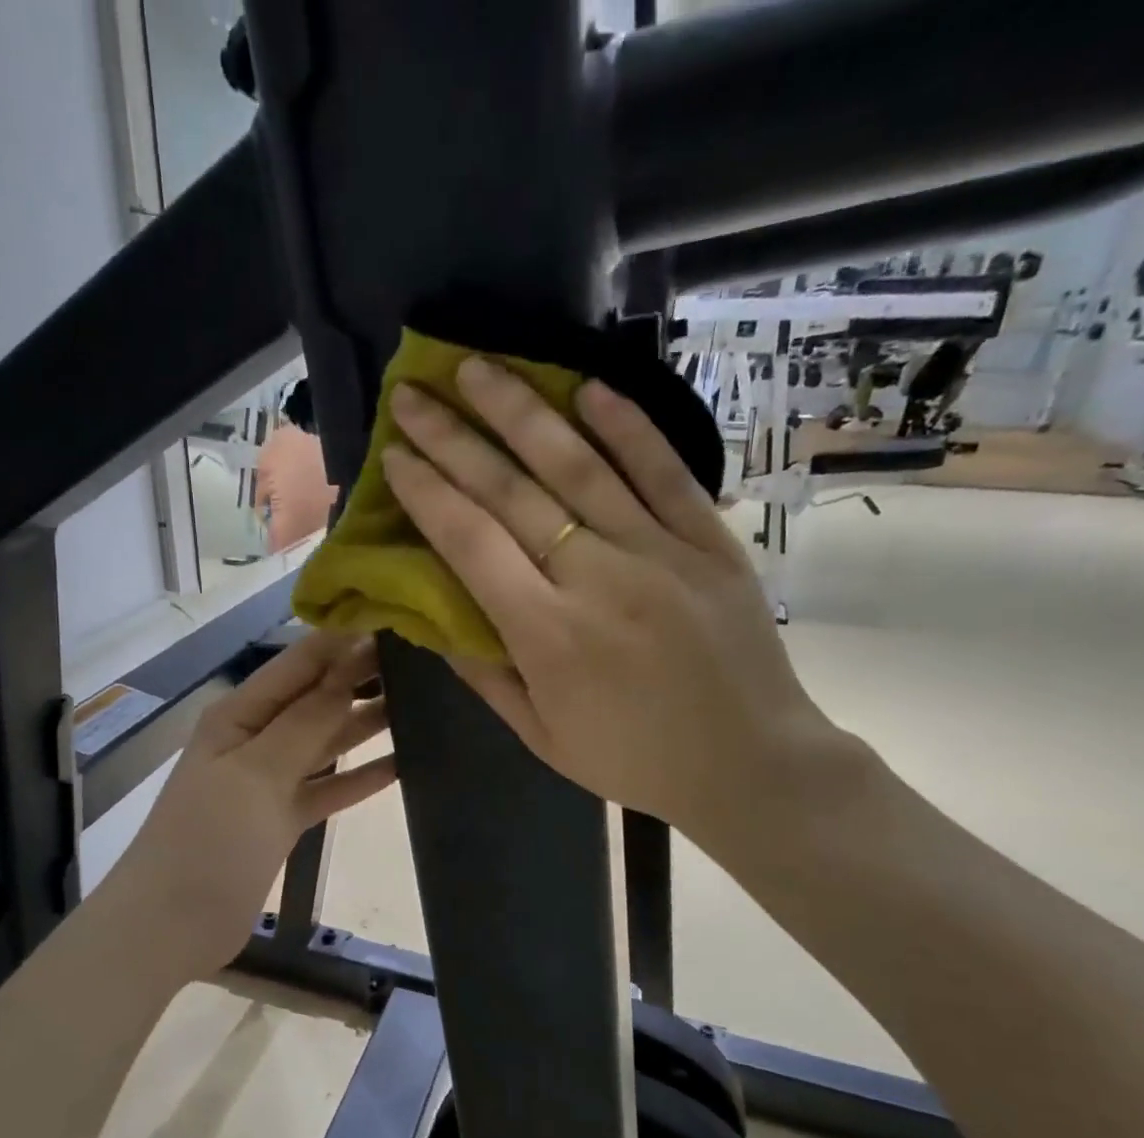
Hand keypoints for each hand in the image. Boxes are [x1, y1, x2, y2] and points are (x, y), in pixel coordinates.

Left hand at [107, 630, 394, 973]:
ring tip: (422, 705)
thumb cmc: (208, 841)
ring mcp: (270, 780)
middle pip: (316, 699)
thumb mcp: (257, 773)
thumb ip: (307, 722)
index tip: (398, 622)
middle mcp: (256, 738)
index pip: (299, 664)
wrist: (171, 926)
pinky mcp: (284, 818)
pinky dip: (359, 776)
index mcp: (239, 714)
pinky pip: (329, 787)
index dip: (344, 642)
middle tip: (425, 663)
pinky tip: (402, 764)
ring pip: (326, 741)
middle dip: (361, 679)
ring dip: (365, 724)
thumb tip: (348, 665)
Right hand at [383, 359, 859, 862]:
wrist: (749, 764)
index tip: (395, 456)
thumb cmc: (633, 760)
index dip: (428, 494)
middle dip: (453, 438)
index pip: (471, 544)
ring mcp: (659, 552)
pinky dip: (627, 425)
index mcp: (547, 636)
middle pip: (512, 493)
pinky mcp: (709, 541)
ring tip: (479, 366)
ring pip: (580, 465)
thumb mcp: (540, 738)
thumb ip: (484, 674)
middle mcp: (596, 579)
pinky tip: (587, 385)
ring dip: (523, 410)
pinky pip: (664, 471)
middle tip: (413, 394)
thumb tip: (430, 616)